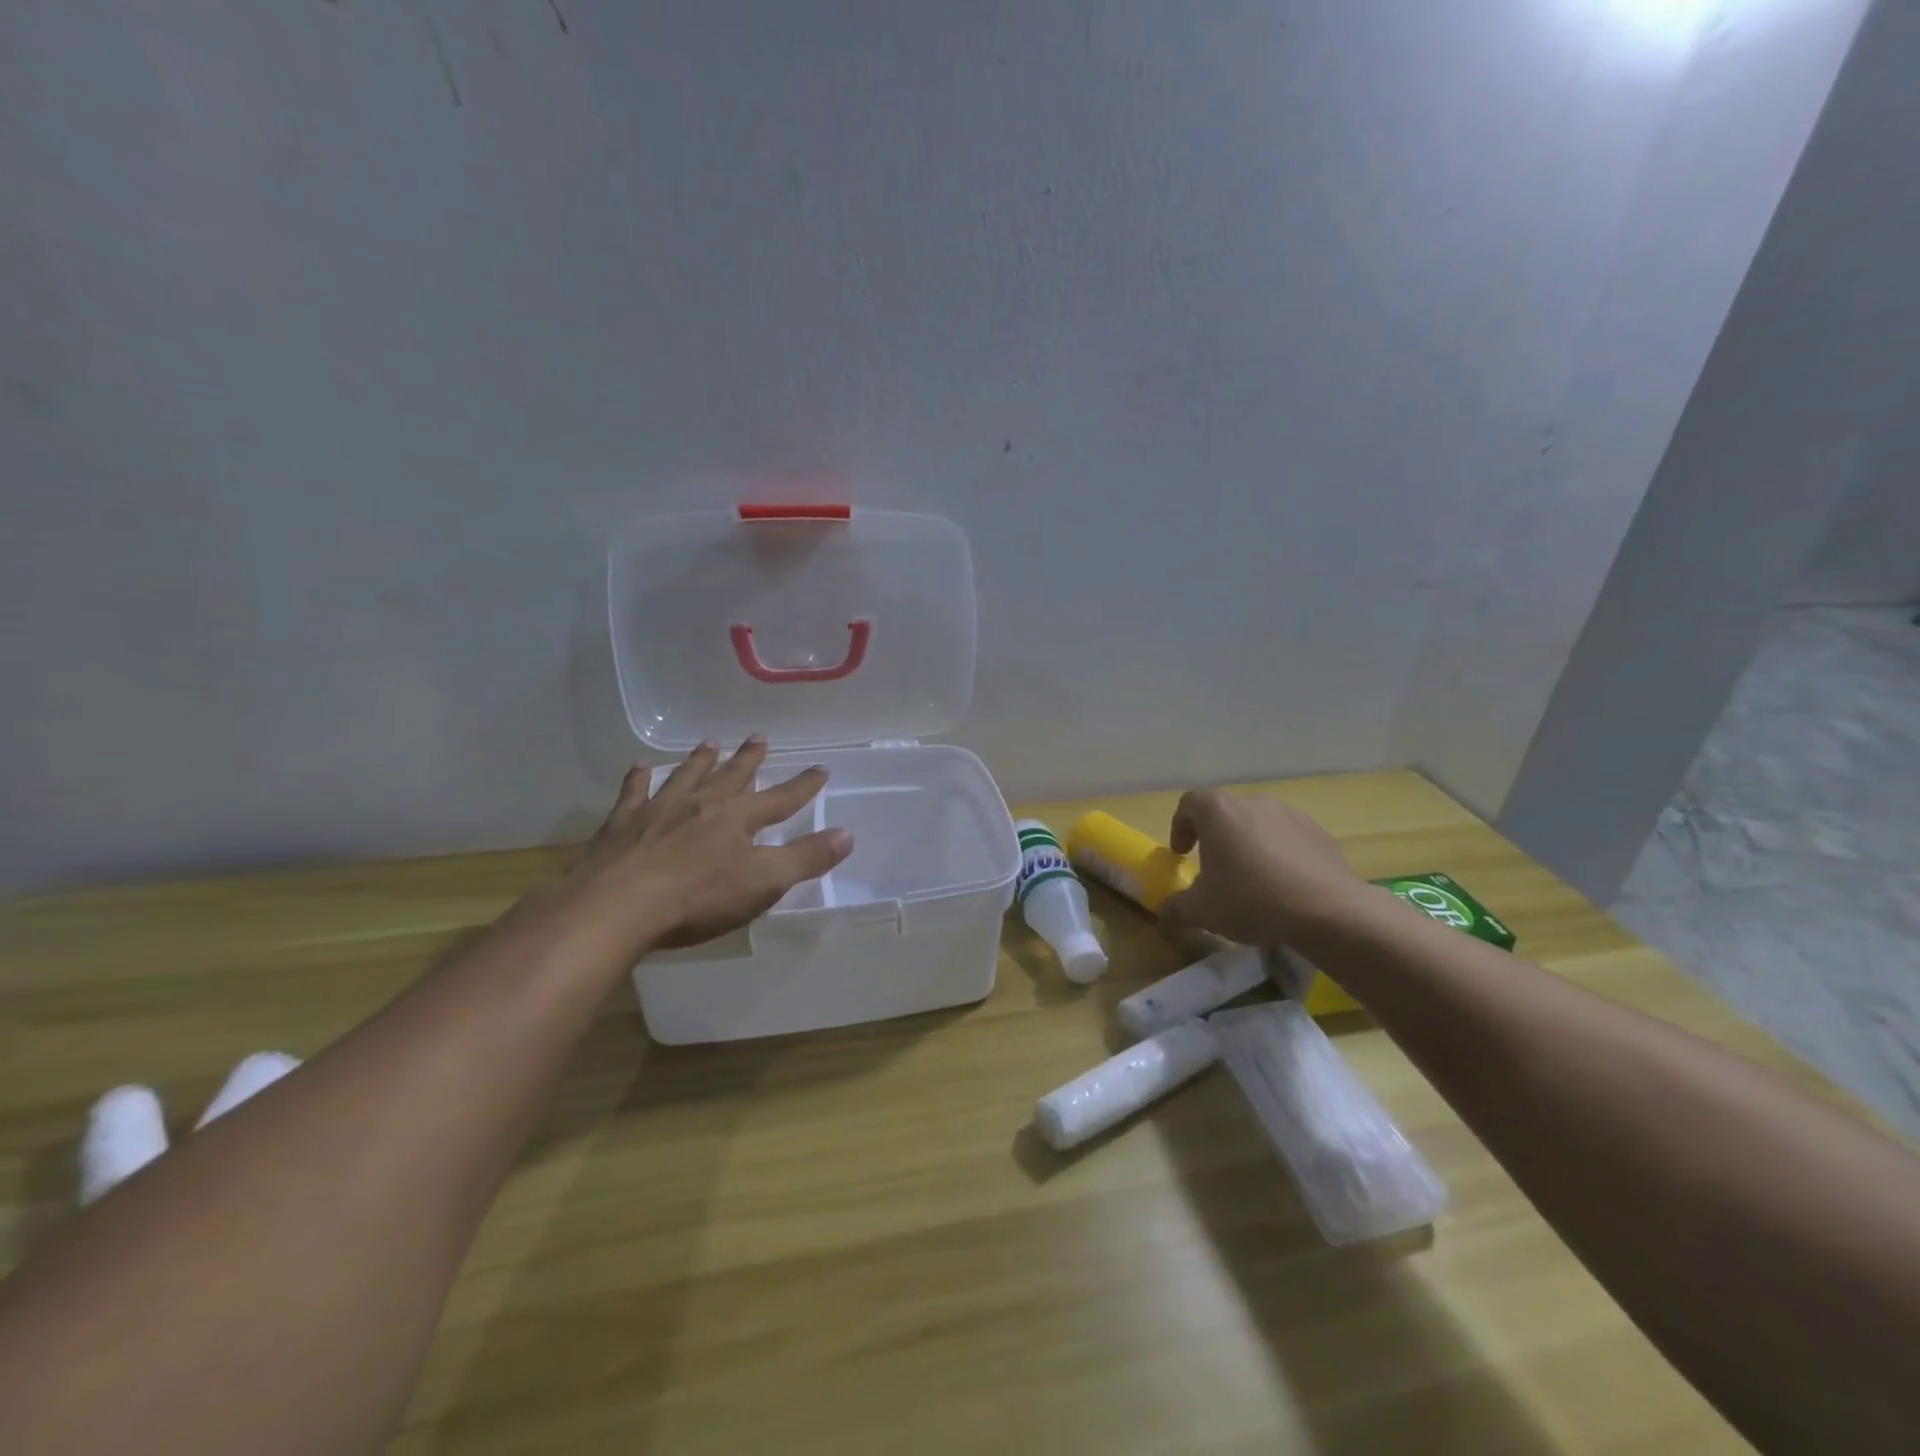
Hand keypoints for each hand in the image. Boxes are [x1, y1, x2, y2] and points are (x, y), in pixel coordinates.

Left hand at [559, 736, 852, 955]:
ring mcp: (658, 811)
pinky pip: (633, 793)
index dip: (803, 786)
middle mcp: (701, 804)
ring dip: (700, 760)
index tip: (820, 768)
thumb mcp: (763, 882)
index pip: (780, 799)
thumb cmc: (698, 897)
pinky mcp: (622, 825)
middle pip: (731, 777)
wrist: (617, 906)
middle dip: (749, 760)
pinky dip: (637, 779)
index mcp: (738, 819)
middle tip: (759, 738)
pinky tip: (640, 767)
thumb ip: (806, 858)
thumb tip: (847, 834)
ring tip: (710, 742)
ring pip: (685, 777)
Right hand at [1158, 790, 1369, 947]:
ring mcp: (1290, 814)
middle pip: (1225, 813)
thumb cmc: (1250, 900)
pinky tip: (1284, 886)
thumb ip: (1176, 906)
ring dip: (1249, 845)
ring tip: (1252, 879)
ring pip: (1258, 824)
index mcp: (1218, 811)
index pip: (1189, 804)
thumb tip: (1164, 910)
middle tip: (1215, 869)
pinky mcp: (1319, 832)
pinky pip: (1288, 838)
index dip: (1180, 827)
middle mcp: (1253, 802)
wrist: (1327, 911)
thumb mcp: (1201, 910)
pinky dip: (1280, 854)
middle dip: (1216, 838)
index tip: (1182, 854)